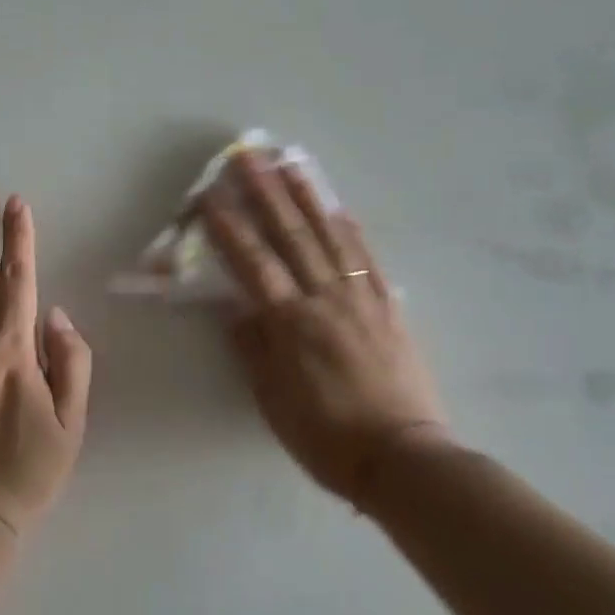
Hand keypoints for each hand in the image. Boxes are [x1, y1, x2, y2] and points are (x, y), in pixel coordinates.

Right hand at [203, 152, 453, 503]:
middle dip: (265, 193)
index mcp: (291, 325)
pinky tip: (338, 207)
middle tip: (248, 157)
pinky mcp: (388, 307)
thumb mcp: (274, 402)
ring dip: (307, 197)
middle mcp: (325, 300)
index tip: (211, 196)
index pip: (253, 264)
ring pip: (330, 237)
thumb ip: (253, 351)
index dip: (229, 228)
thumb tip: (236, 312)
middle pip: (290, 237)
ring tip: (290, 163)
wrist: (404, 458)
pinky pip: (367, 259)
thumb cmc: (327, 437)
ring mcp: (361, 299)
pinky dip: (351, 229)